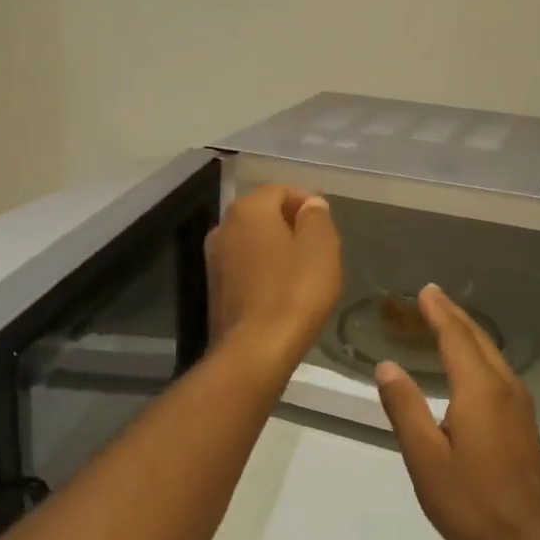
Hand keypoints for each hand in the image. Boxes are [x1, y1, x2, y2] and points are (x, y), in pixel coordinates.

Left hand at [205, 184, 342, 365]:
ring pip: (252, 240)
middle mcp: (224, 226)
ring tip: (302, 271)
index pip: (280, 189)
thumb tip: (311, 204)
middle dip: (290, 224)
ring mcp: (214, 258)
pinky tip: (282, 291)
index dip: (306, 202)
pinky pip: (244, 266)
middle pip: (263, 213)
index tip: (326, 226)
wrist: (254, 350)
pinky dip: (263, 270)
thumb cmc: (294, 292)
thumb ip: (316, 218)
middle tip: (318, 249)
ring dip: (276, 248)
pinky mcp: (214, 287)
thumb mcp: (321, 248)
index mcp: (249, 209)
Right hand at [376, 285, 539, 539]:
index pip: (456, 337)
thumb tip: (387, 366)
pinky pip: (497, 372)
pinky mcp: (523, 425)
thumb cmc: (474, 503)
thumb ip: (405, 408)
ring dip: (467, 332)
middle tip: (432, 296)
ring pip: (491, 354)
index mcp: (479, 390)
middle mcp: (503, 388)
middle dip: (454, 315)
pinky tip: (470, 366)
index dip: (438, 312)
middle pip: (477, 339)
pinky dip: (478, 354)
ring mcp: (519, 407)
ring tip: (446, 320)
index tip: (424, 290)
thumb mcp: (426, 459)